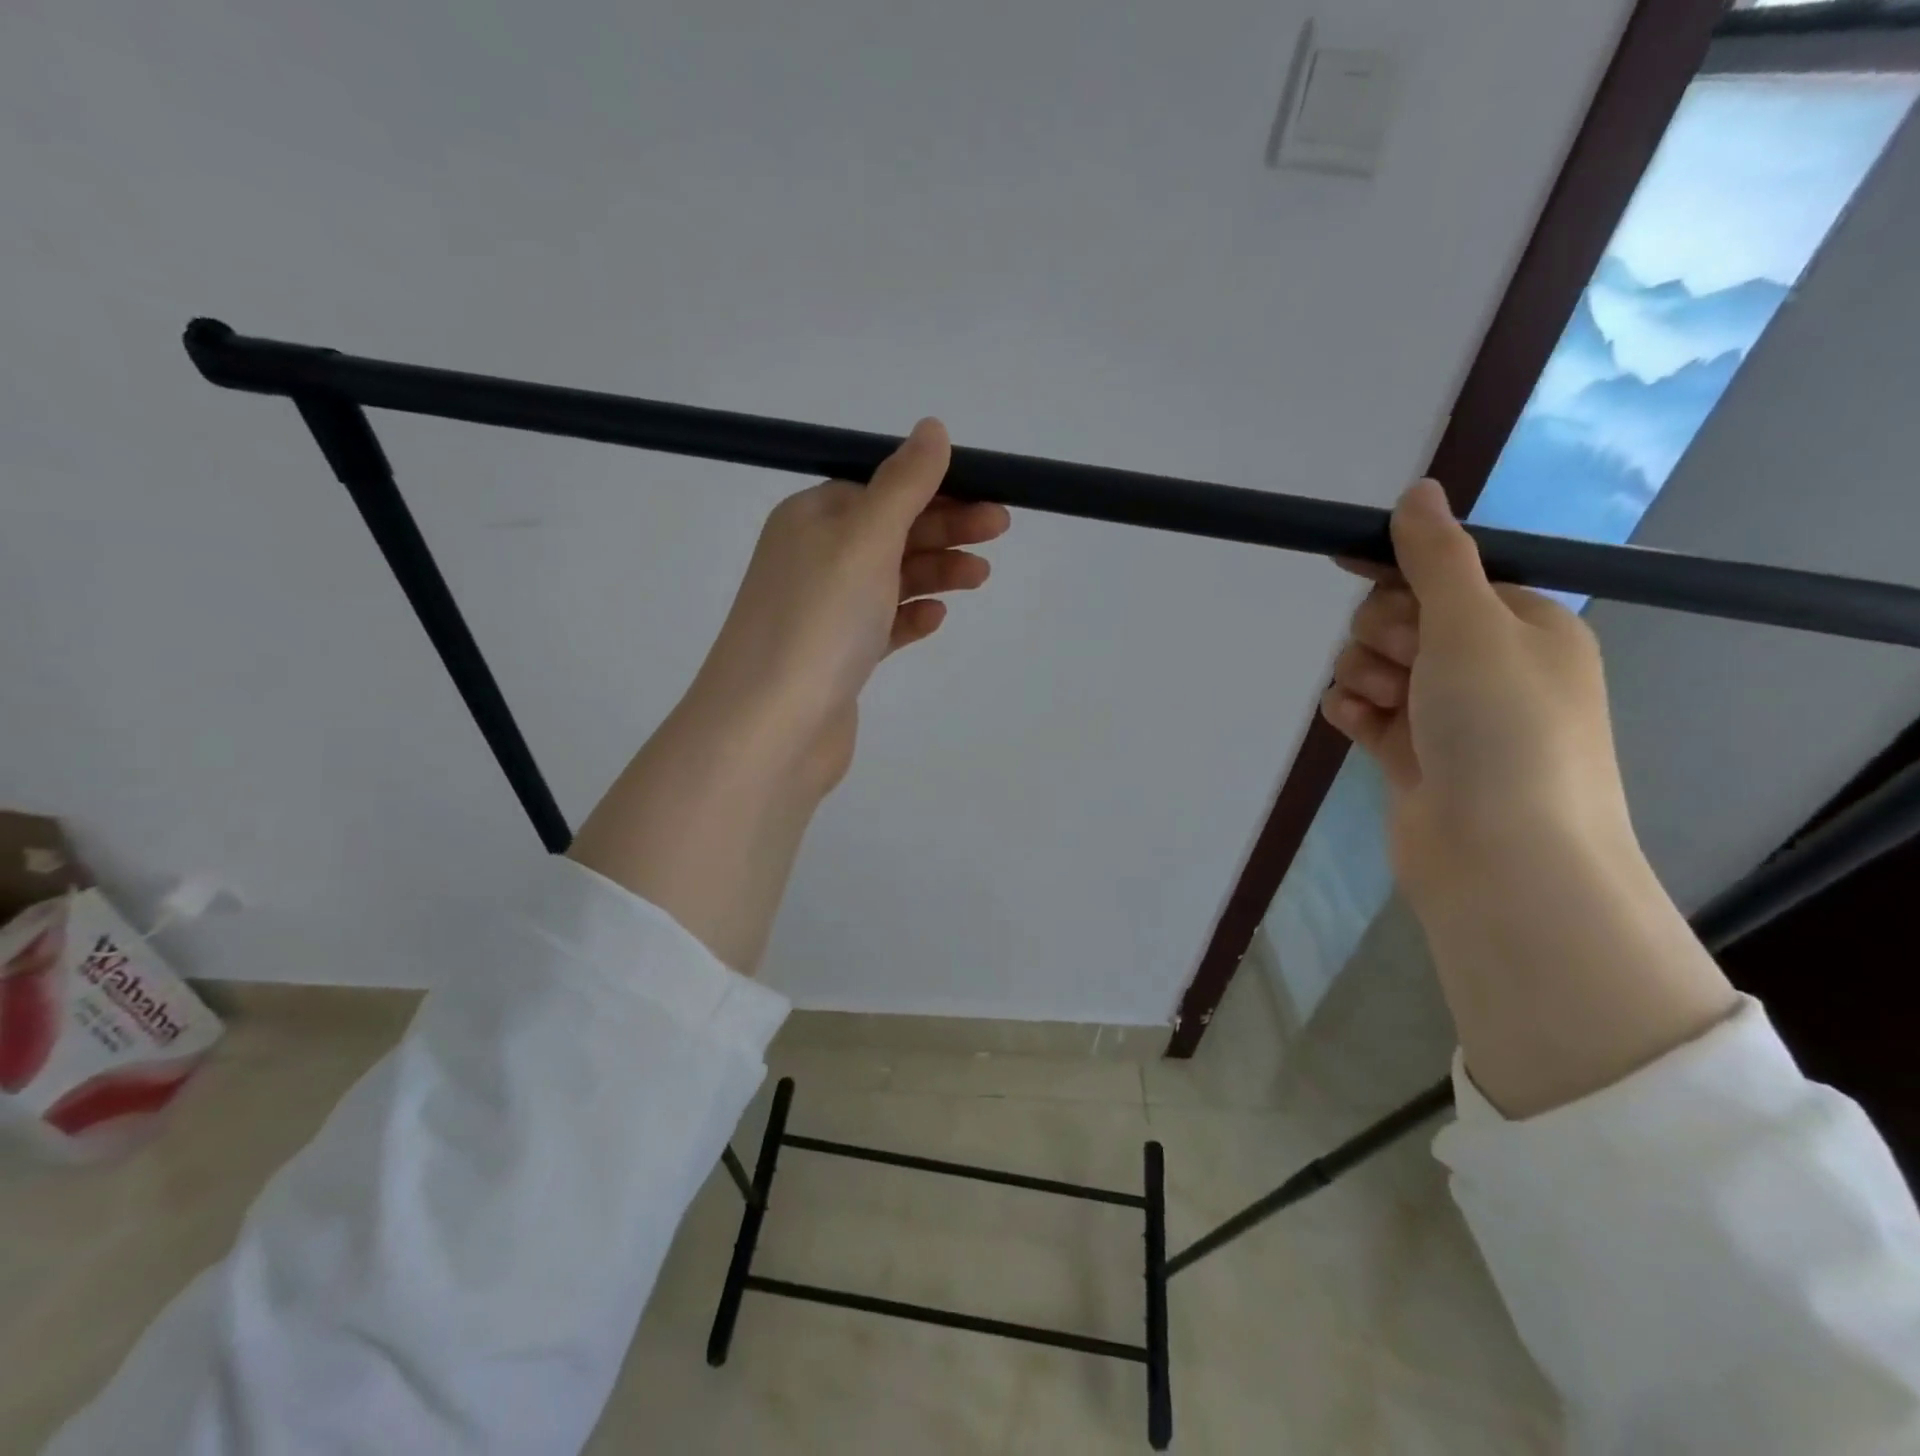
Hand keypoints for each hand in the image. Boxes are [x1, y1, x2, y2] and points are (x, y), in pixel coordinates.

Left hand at [687, 418, 1009, 792]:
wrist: (772, 727)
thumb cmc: (819, 620)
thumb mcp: (865, 538)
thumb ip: (904, 484)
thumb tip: (932, 428)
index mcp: (811, 518)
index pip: (880, 488)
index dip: (934, 488)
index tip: (986, 495)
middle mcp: (813, 560)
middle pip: (889, 532)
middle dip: (944, 528)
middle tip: (999, 530)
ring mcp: (824, 612)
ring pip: (890, 580)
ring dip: (935, 572)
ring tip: (979, 577)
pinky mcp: (837, 659)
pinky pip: (881, 626)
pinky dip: (910, 617)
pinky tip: (935, 618)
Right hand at [1320, 480, 1632, 908]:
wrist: (1502, 857)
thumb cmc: (1502, 729)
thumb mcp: (1473, 626)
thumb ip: (1436, 557)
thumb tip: (1419, 490)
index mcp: (1523, 625)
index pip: (1444, 573)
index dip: (1398, 567)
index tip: (1345, 561)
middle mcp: (1486, 665)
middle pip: (1401, 618)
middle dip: (1385, 634)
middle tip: (1407, 663)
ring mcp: (1445, 713)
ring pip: (1374, 665)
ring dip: (1366, 676)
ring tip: (1386, 706)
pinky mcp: (1409, 754)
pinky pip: (1363, 711)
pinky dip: (1354, 712)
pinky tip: (1357, 726)